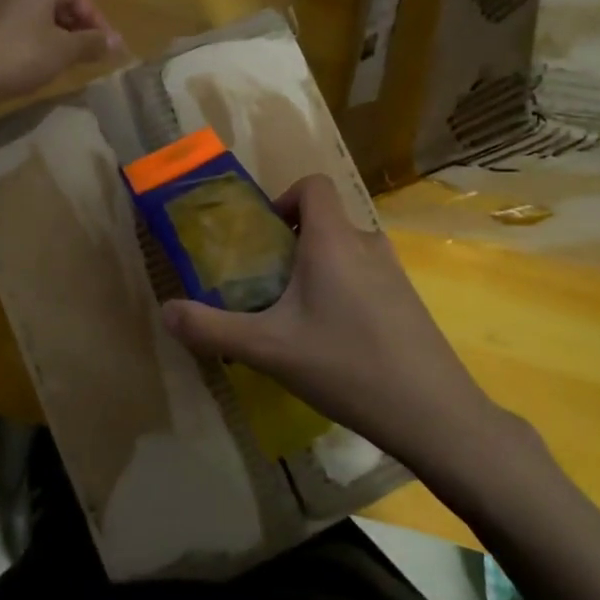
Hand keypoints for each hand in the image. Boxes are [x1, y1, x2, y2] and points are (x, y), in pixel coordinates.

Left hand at [0, 0, 121, 109]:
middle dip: (81, 29)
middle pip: (61, 5)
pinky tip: (48, 64)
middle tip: (94, 54)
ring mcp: (4, 9)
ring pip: (44, 19)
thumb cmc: (24, 54)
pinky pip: (28, 31)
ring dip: (64, 38)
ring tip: (75, 62)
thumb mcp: (65, 49)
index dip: (98, 20)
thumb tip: (118, 42)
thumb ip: (93, 43)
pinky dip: (44, 44)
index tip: (108, 46)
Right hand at [160, 174, 507, 459]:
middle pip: (324, 222)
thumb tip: (165, 311)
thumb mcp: (268, 350)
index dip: (283, 200)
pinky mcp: (408, 301)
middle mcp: (367, 244)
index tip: (263, 240)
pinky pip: (364, 278)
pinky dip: (342, 292)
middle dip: (290, 246)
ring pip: (344, 252)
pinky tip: (333, 343)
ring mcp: (394, 273)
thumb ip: (211, 328)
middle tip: (266, 289)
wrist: (434, 414)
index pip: (312, 186)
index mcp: (334, 240)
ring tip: (295, 320)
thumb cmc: (346, 366)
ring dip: (315, 272)